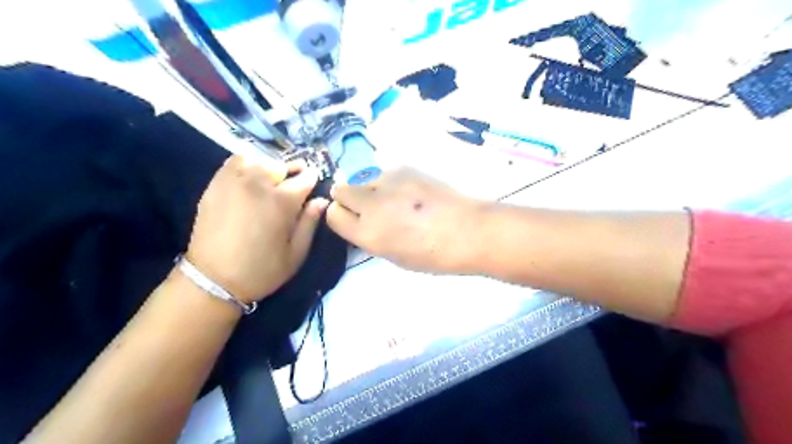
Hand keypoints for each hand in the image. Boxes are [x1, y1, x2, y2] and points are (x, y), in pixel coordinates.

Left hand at [185, 154, 327, 303]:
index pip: (305, 177)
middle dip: (292, 173)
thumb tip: (321, 200)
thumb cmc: (262, 270)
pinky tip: (249, 179)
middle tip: (292, 188)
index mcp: (282, 201)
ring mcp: (234, 181)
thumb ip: (310, 223)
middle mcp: (258, 184)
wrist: (213, 280)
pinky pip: (234, 162)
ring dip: (269, 168)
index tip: (313, 187)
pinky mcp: (215, 185)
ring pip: (259, 160)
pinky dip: (247, 164)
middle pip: (282, 165)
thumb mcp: (296, 253)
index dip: (313, 180)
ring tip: (270, 183)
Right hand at [325, 167, 478, 273]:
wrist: (469, 231)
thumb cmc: (434, 254)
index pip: (333, 214)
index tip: (352, 218)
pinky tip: (413, 192)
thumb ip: (371, 236)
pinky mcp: (405, 168)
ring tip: (399, 200)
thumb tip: (363, 221)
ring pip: (365, 180)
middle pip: (341, 191)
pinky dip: (393, 183)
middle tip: (371, 206)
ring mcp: (388, 182)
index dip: (341, 216)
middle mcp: (371, 205)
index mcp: (368, 234)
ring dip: (374, 190)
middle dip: (350, 199)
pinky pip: (386, 174)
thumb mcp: (394, 256)